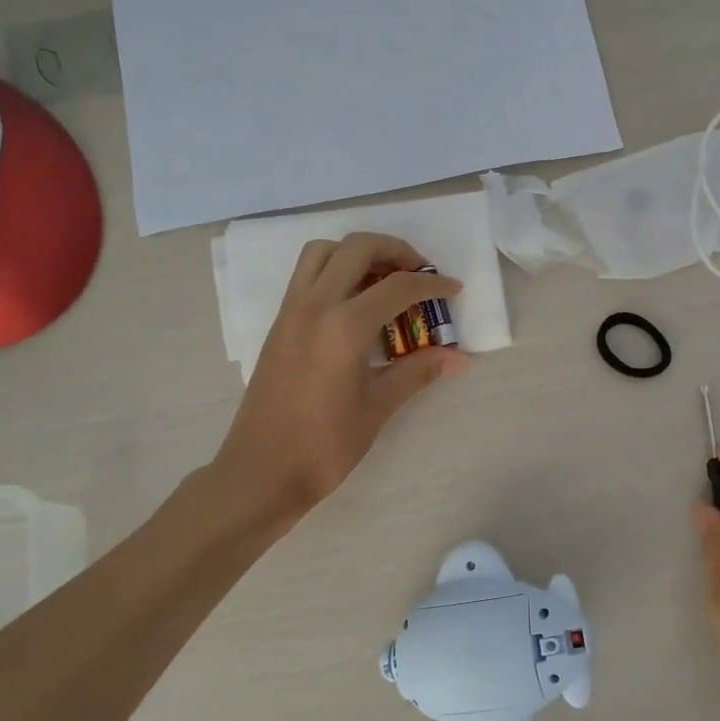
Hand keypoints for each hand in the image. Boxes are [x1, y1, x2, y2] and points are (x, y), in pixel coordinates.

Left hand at [214, 233, 467, 521]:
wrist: (261, 471)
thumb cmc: (324, 445)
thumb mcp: (377, 407)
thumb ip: (417, 373)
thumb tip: (458, 358)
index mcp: (344, 326)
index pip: (397, 287)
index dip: (431, 284)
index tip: (453, 289)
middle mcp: (314, 306)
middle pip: (357, 249)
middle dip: (395, 250)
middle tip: (419, 272)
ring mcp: (290, 312)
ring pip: (323, 252)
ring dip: (357, 253)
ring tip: (383, 279)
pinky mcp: (278, 325)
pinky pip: (306, 276)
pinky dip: (335, 270)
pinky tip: (354, 304)